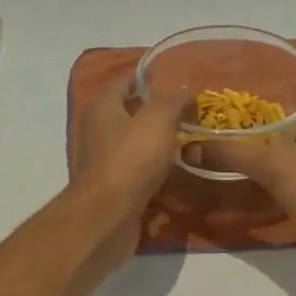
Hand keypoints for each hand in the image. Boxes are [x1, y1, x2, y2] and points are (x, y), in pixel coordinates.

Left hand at [69, 75, 191, 269]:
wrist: (108, 217)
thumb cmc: (130, 159)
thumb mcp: (157, 118)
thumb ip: (173, 99)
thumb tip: (185, 91)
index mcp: (104, 108)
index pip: (126, 81)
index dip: (151, 78)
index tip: (180, 80)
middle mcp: (100, 132)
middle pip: (134, 115)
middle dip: (162, 115)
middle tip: (194, 115)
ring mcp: (107, 163)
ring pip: (140, 147)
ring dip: (164, 147)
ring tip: (195, 145)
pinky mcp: (116, 190)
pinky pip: (142, 175)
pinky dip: (160, 174)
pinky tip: (182, 176)